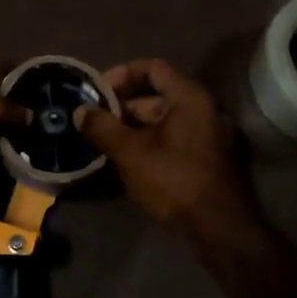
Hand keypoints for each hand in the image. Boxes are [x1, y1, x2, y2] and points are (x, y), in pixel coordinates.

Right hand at [76, 59, 257, 233]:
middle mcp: (198, 110)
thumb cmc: (174, 181)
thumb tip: (80, 111)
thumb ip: (103, 128)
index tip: (96, 91)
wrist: (216, 229)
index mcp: (187, 98)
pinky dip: (143, 144)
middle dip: (120, 107)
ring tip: (100, 142)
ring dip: (129, 128)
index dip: (122, 74)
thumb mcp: (131, 153)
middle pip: (153, 96)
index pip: (152, 68)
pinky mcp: (198, 158)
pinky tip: (120, 160)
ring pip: (158, 121)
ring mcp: (201, 135)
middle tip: (92, 121)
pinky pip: (166, 139)